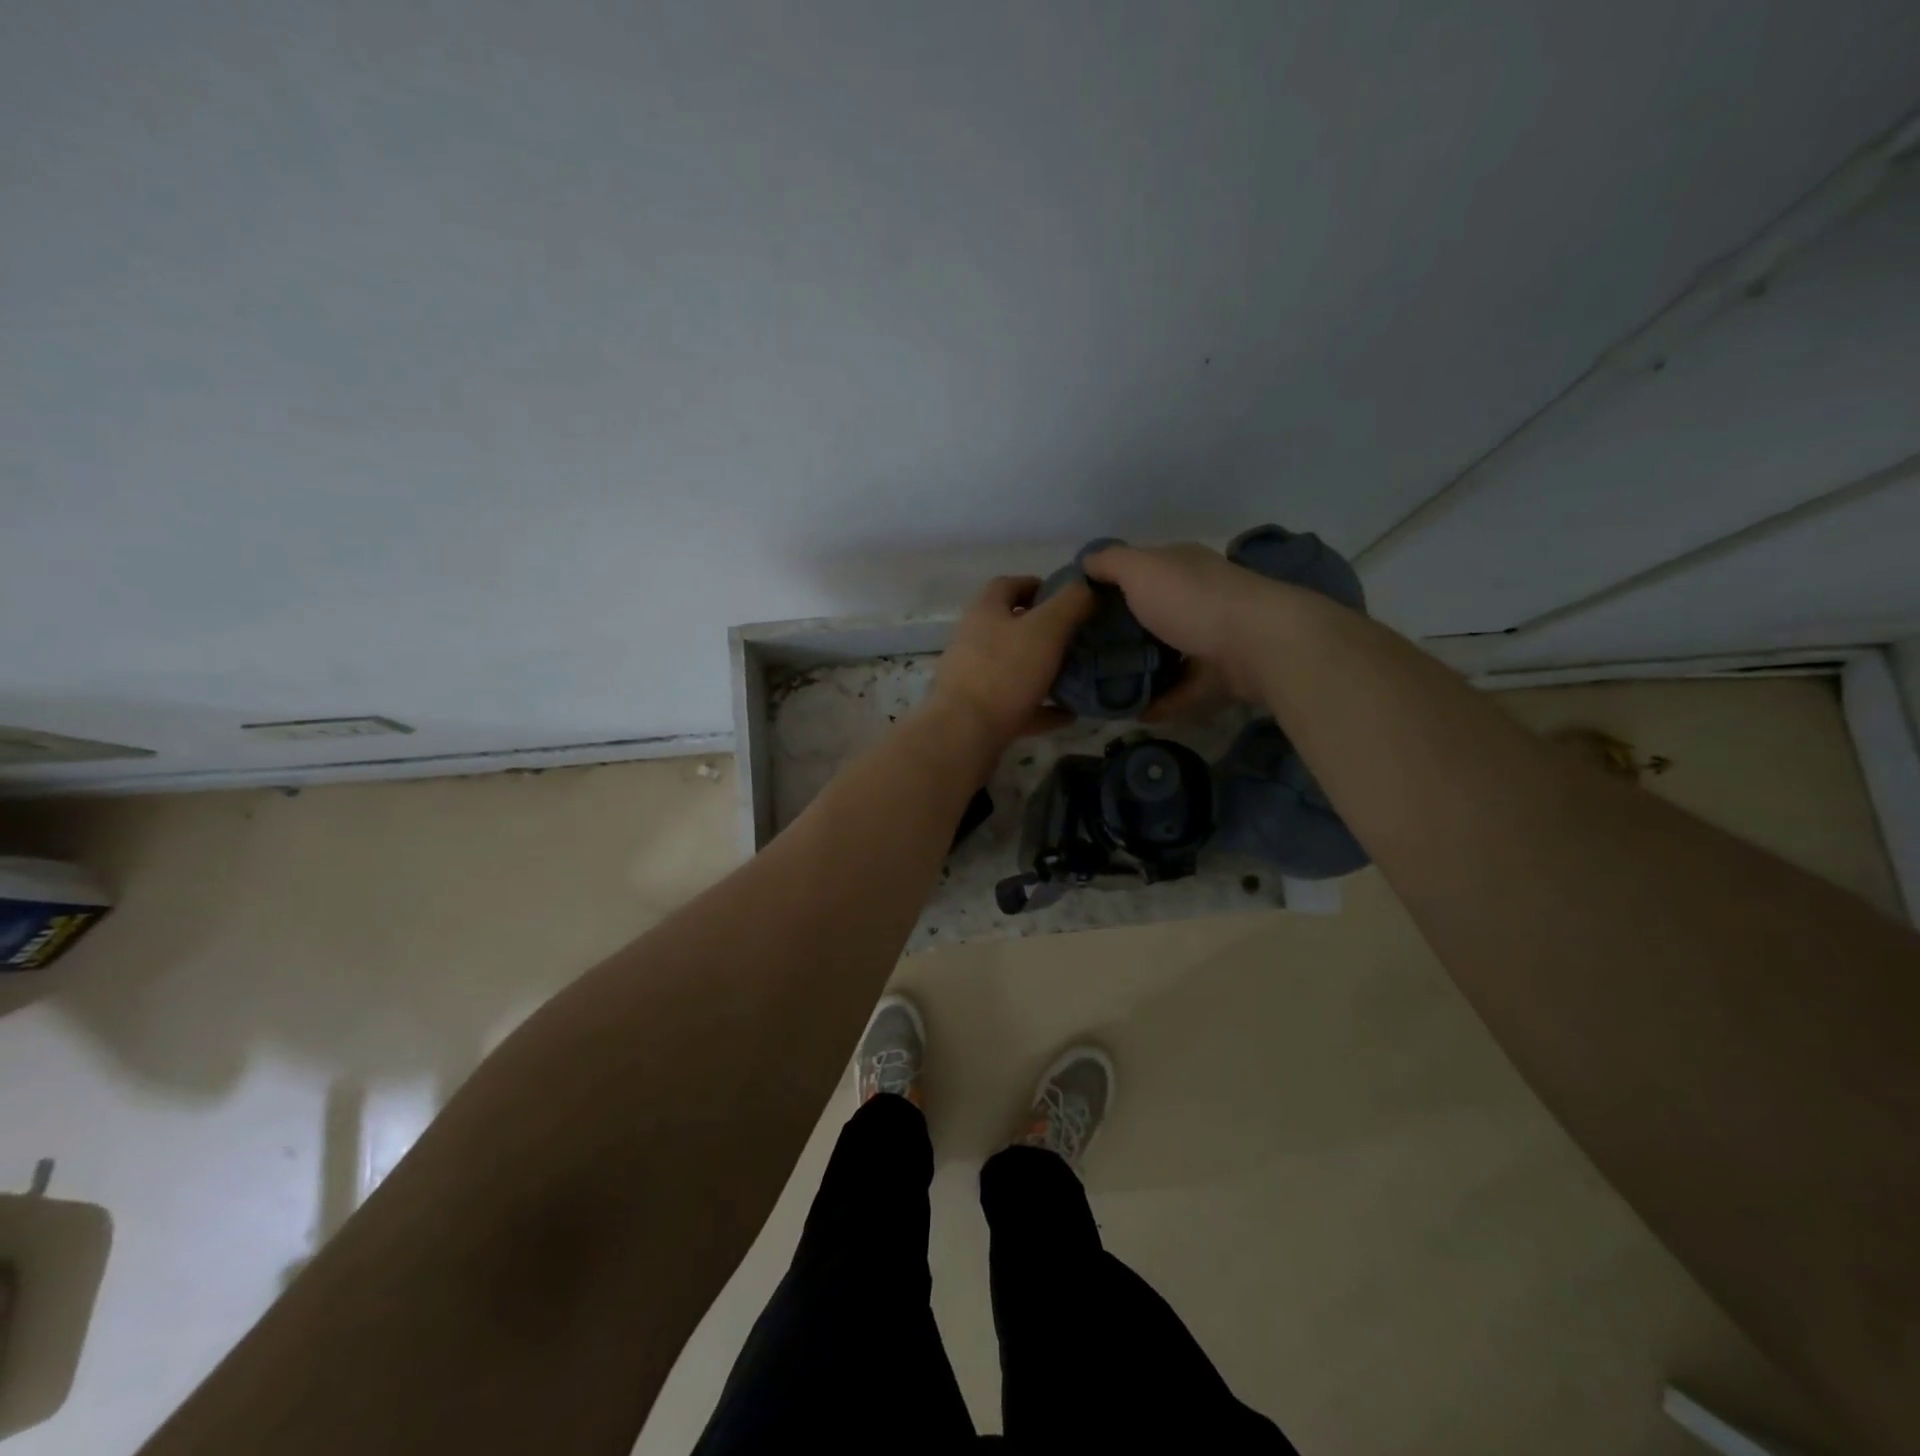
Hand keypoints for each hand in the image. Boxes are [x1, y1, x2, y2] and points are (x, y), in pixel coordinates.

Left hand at [927, 575, 1093, 751]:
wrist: (966, 732)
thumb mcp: (1046, 629)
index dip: (1035, 585)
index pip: (1007, 585)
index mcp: (985, 612)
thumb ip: (1070, 603)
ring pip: (1013, 667)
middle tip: (1077, 638)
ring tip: (1075, 675)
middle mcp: (974, 640)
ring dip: (1042, 671)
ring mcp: (973, 678)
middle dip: (1043, 631)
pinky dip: (1040, 708)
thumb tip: (1087, 587)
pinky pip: (1016, 705)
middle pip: (1010, 627)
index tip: (1066, 598)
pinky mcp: (979, 712)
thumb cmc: (1006, 672)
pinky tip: (1067, 714)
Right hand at [1082, 543, 1276, 717]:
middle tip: (1086, 656)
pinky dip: (1162, 702)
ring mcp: (1214, 637)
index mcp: (1181, 567)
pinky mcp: (1223, 675)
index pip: (1141, 571)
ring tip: (1106, 689)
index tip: (1078, 613)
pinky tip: (1135, 713)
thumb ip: (1110, 562)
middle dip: (1123, 634)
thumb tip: (1085, 560)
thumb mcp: (1141, 569)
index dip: (1110, 588)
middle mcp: (1199, 597)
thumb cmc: (1193, 600)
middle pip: (1153, 615)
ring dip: (1142, 671)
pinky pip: (1184, 690)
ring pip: (1169, 654)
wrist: (1259, 644)